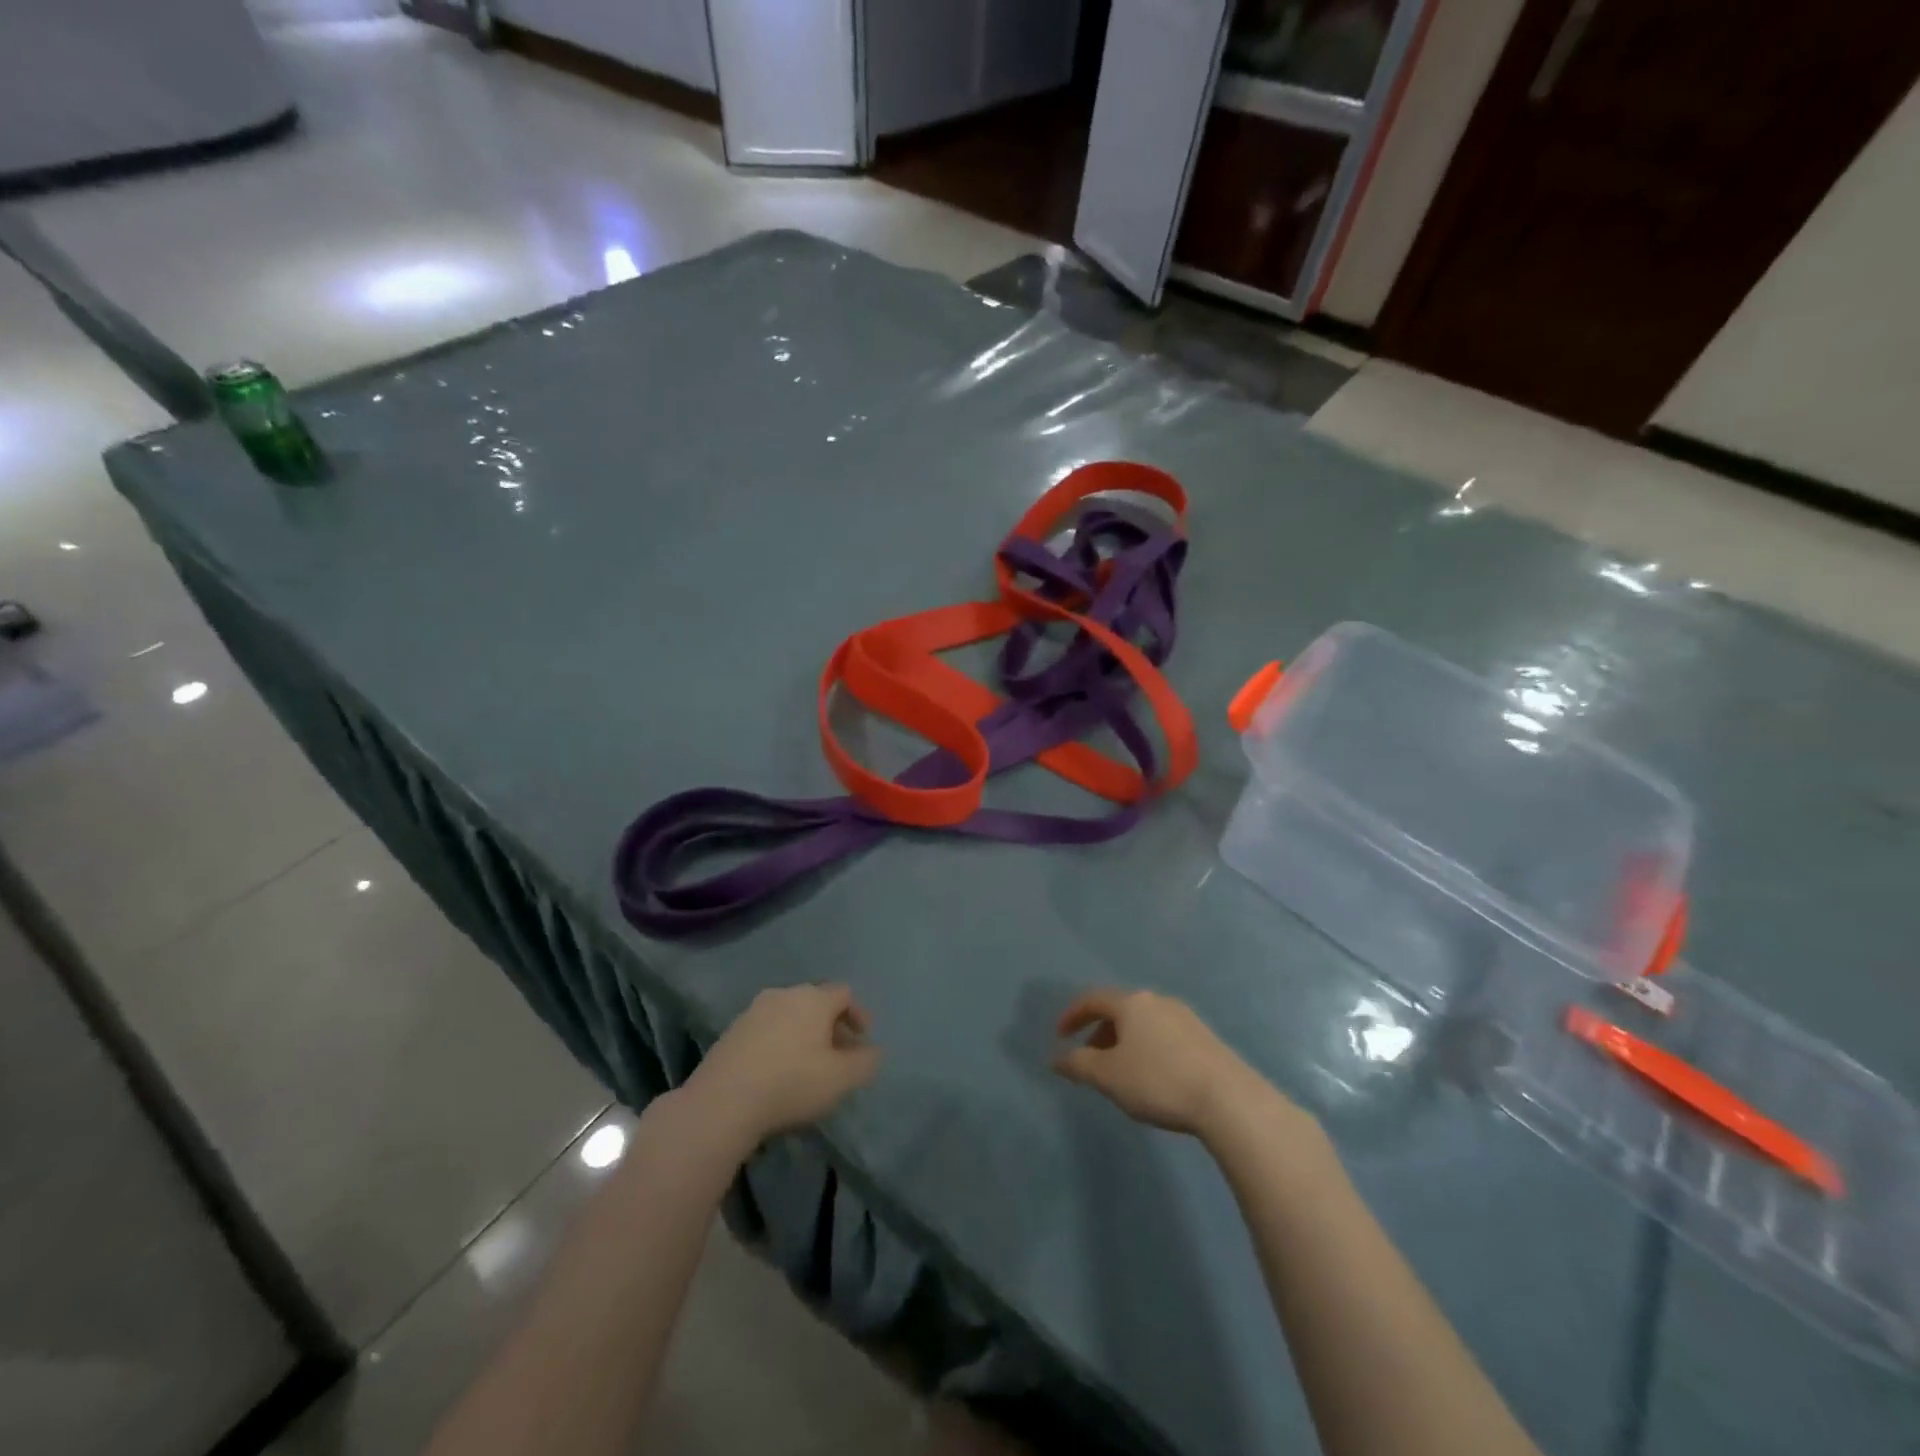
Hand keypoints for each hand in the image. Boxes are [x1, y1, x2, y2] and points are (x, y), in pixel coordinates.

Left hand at [688, 984, 880, 1147]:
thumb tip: (873, 1051)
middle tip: (839, 1054)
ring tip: (808, 1064)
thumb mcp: (841, 1079)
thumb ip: (865, 1062)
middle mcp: (784, 994)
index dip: (858, 1014)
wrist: (722, 1101)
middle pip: (816, 1001)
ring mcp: (754, 1011)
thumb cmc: (791, 1083)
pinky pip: (766, 1029)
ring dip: (803, 1034)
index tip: (863, 1039)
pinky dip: (779, 1042)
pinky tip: (778, 1071)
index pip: (844, 993)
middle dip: (831, 1025)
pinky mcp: (731, 1031)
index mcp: (814, 998)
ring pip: (789, 1015)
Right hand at [1053, 989, 1265, 1135]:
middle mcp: (1157, 1001)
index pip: (1093, 999)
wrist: (1228, 1098)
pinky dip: (1147, 1049)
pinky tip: (1153, 1077)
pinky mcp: (1205, 1038)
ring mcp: (1185, 1017)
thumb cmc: (1158, 1081)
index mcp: (1131, 1003)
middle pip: (1120, 1010)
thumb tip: (1057, 1058)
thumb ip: (1078, 1064)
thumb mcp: (1109, 1076)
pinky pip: (1164, 1035)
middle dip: (1099, 1032)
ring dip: (1124, 1042)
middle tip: (1089, 1059)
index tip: (1059, 1036)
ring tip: (1120, 1072)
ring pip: (1143, 1023)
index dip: (1072, 1015)